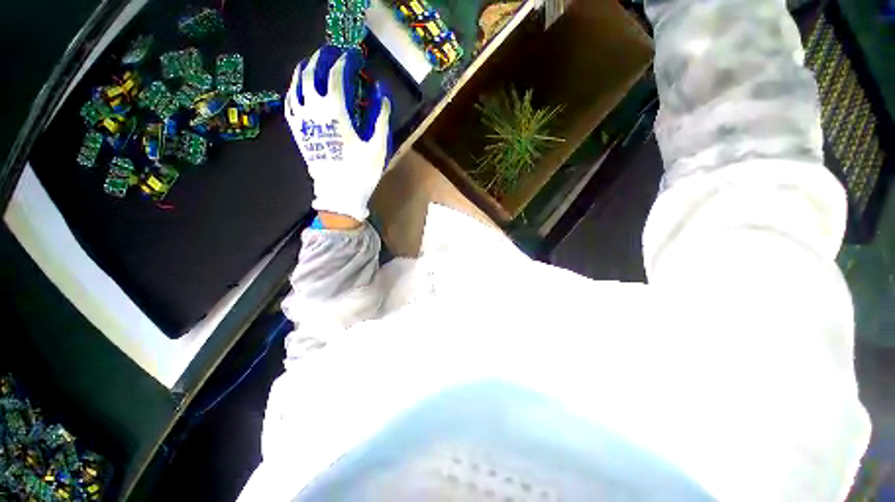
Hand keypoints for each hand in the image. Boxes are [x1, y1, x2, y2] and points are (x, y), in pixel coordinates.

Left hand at [286, 46, 391, 222]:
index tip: (352, 56)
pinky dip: (294, 89)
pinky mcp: (297, 131)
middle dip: (321, 59)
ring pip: (296, 85)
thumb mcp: (377, 146)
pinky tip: (299, 87)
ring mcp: (301, 120)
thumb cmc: (361, 171)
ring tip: (314, 63)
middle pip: (311, 73)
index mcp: (334, 112)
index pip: (334, 75)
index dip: (343, 61)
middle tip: (333, 53)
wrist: (339, 194)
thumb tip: (382, 94)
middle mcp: (313, 110)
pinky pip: (290, 103)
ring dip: (305, 69)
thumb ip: (380, 118)